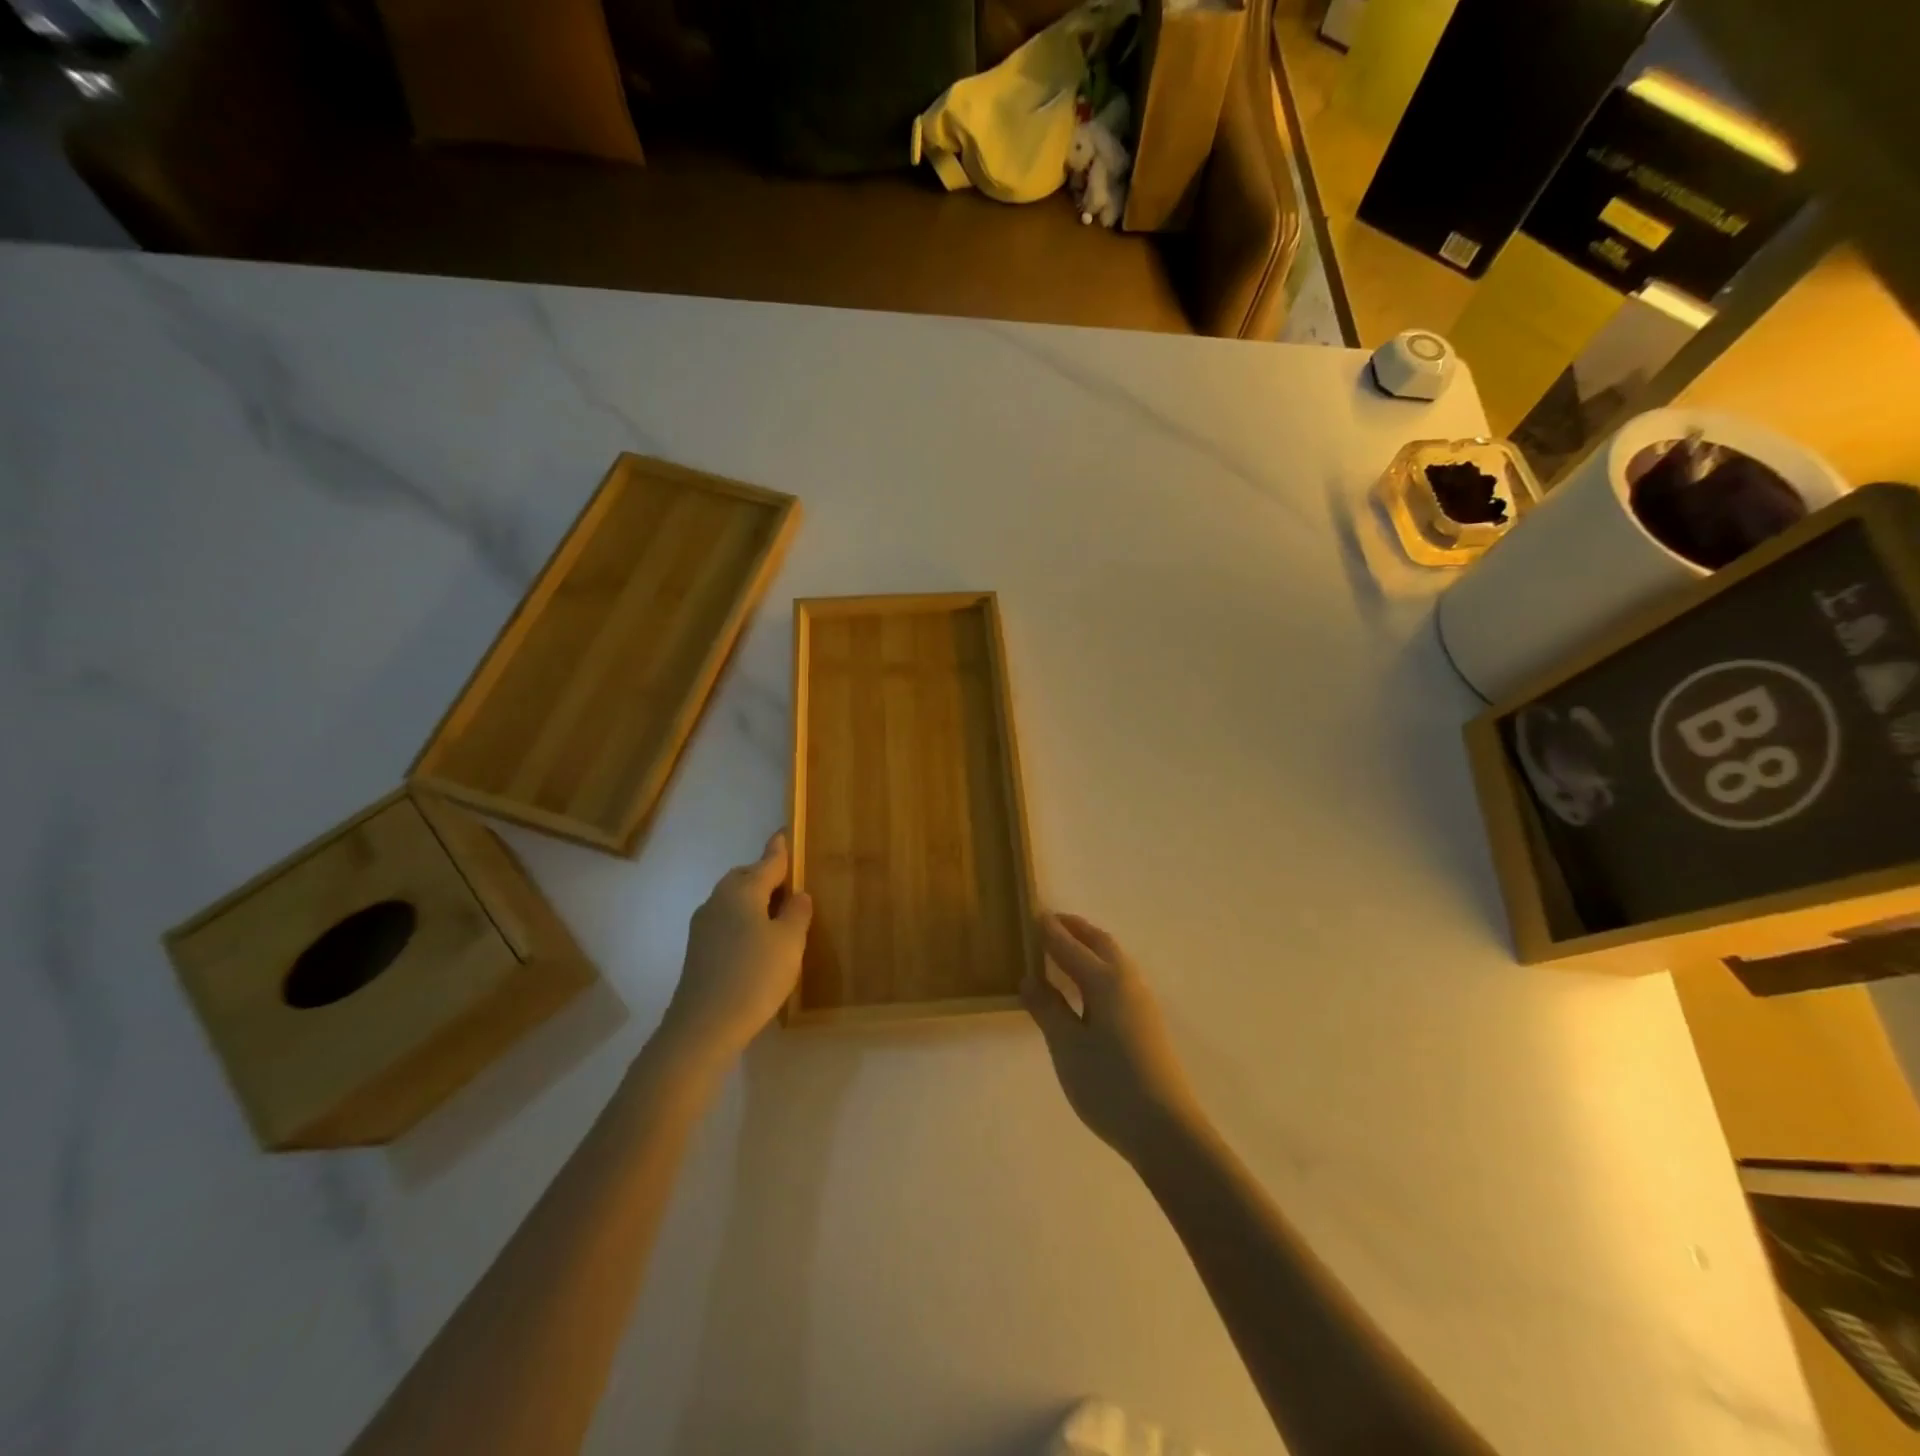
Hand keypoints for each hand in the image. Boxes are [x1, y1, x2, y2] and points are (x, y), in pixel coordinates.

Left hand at [659, 832, 812, 1059]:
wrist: (703, 1027)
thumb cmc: (754, 976)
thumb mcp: (789, 942)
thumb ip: (797, 913)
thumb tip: (797, 894)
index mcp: (742, 890)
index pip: (767, 861)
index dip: (779, 849)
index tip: (784, 832)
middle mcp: (718, 900)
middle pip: (744, 877)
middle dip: (765, 874)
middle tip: (789, 881)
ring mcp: (703, 926)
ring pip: (733, 899)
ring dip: (753, 899)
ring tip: (777, 913)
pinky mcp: (698, 950)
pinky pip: (726, 921)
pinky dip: (743, 920)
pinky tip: (756, 941)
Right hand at [1022, 914, 1201, 1163]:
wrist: (1166, 1130)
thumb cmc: (1109, 1085)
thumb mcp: (1067, 1046)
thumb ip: (1047, 1008)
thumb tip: (1029, 977)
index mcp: (1104, 981)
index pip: (1071, 946)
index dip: (1050, 931)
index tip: (1033, 914)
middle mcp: (1127, 982)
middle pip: (1100, 943)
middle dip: (1076, 929)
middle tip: (1051, 923)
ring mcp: (1142, 1002)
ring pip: (1114, 959)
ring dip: (1091, 946)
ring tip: (1067, 949)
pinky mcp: (1148, 1023)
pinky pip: (1120, 977)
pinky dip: (1100, 966)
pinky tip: (1089, 987)